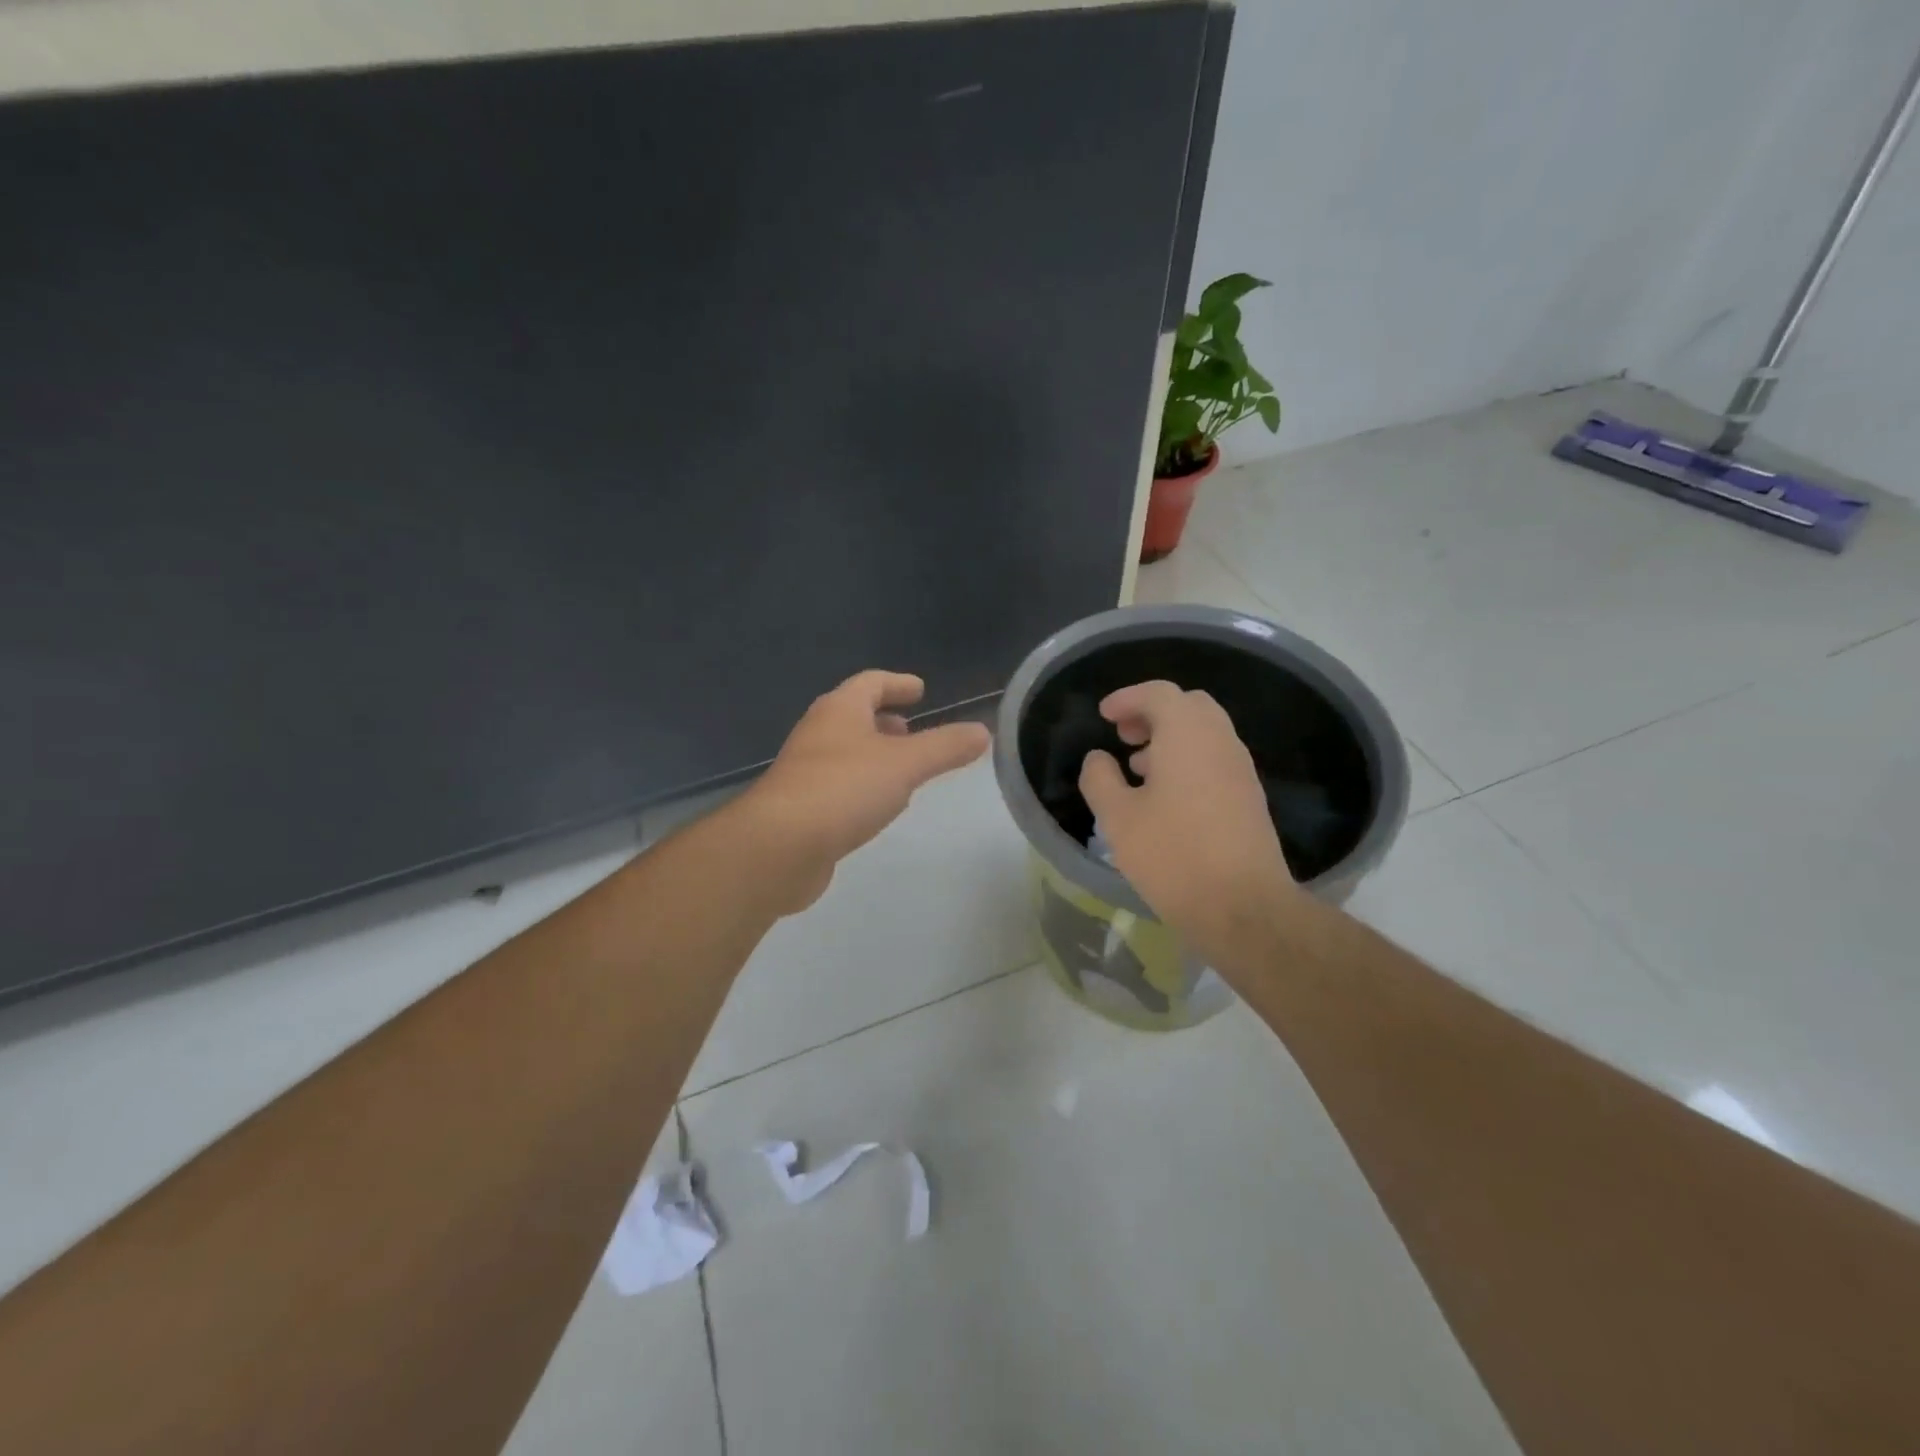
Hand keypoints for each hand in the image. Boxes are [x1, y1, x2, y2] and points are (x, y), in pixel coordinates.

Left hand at [738, 671, 990, 912]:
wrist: (779, 847)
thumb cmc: (844, 789)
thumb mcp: (906, 764)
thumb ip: (946, 747)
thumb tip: (983, 731)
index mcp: (839, 711)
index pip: (870, 683)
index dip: (897, 683)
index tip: (920, 689)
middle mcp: (818, 734)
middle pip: (853, 716)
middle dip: (883, 720)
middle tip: (910, 729)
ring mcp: (804, 771)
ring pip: (845, 751)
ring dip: (872, 753)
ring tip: (901, 768)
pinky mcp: (800, 808)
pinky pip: (838, 784)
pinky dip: (861, 784)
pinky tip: (877, 805)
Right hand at [1078, 680, 1299, 962]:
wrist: (1243, 907)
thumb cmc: (1172, 855)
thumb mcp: (1117, 818)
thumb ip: (1100, 779)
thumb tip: (1098, 758)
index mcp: (1187, 734)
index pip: (1159, 693)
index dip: (1127, 697)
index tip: (1103, 715)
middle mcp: (1220, 741)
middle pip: (1188, 706)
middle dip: (1153, 712)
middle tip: (1123, 735)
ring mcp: (1240, 769)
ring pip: (1205, 732)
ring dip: (1171, 737)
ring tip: (1138, 766)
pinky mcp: (1249, 797)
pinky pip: (1215, 758)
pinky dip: (1188, 758)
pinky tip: (1166, 795)